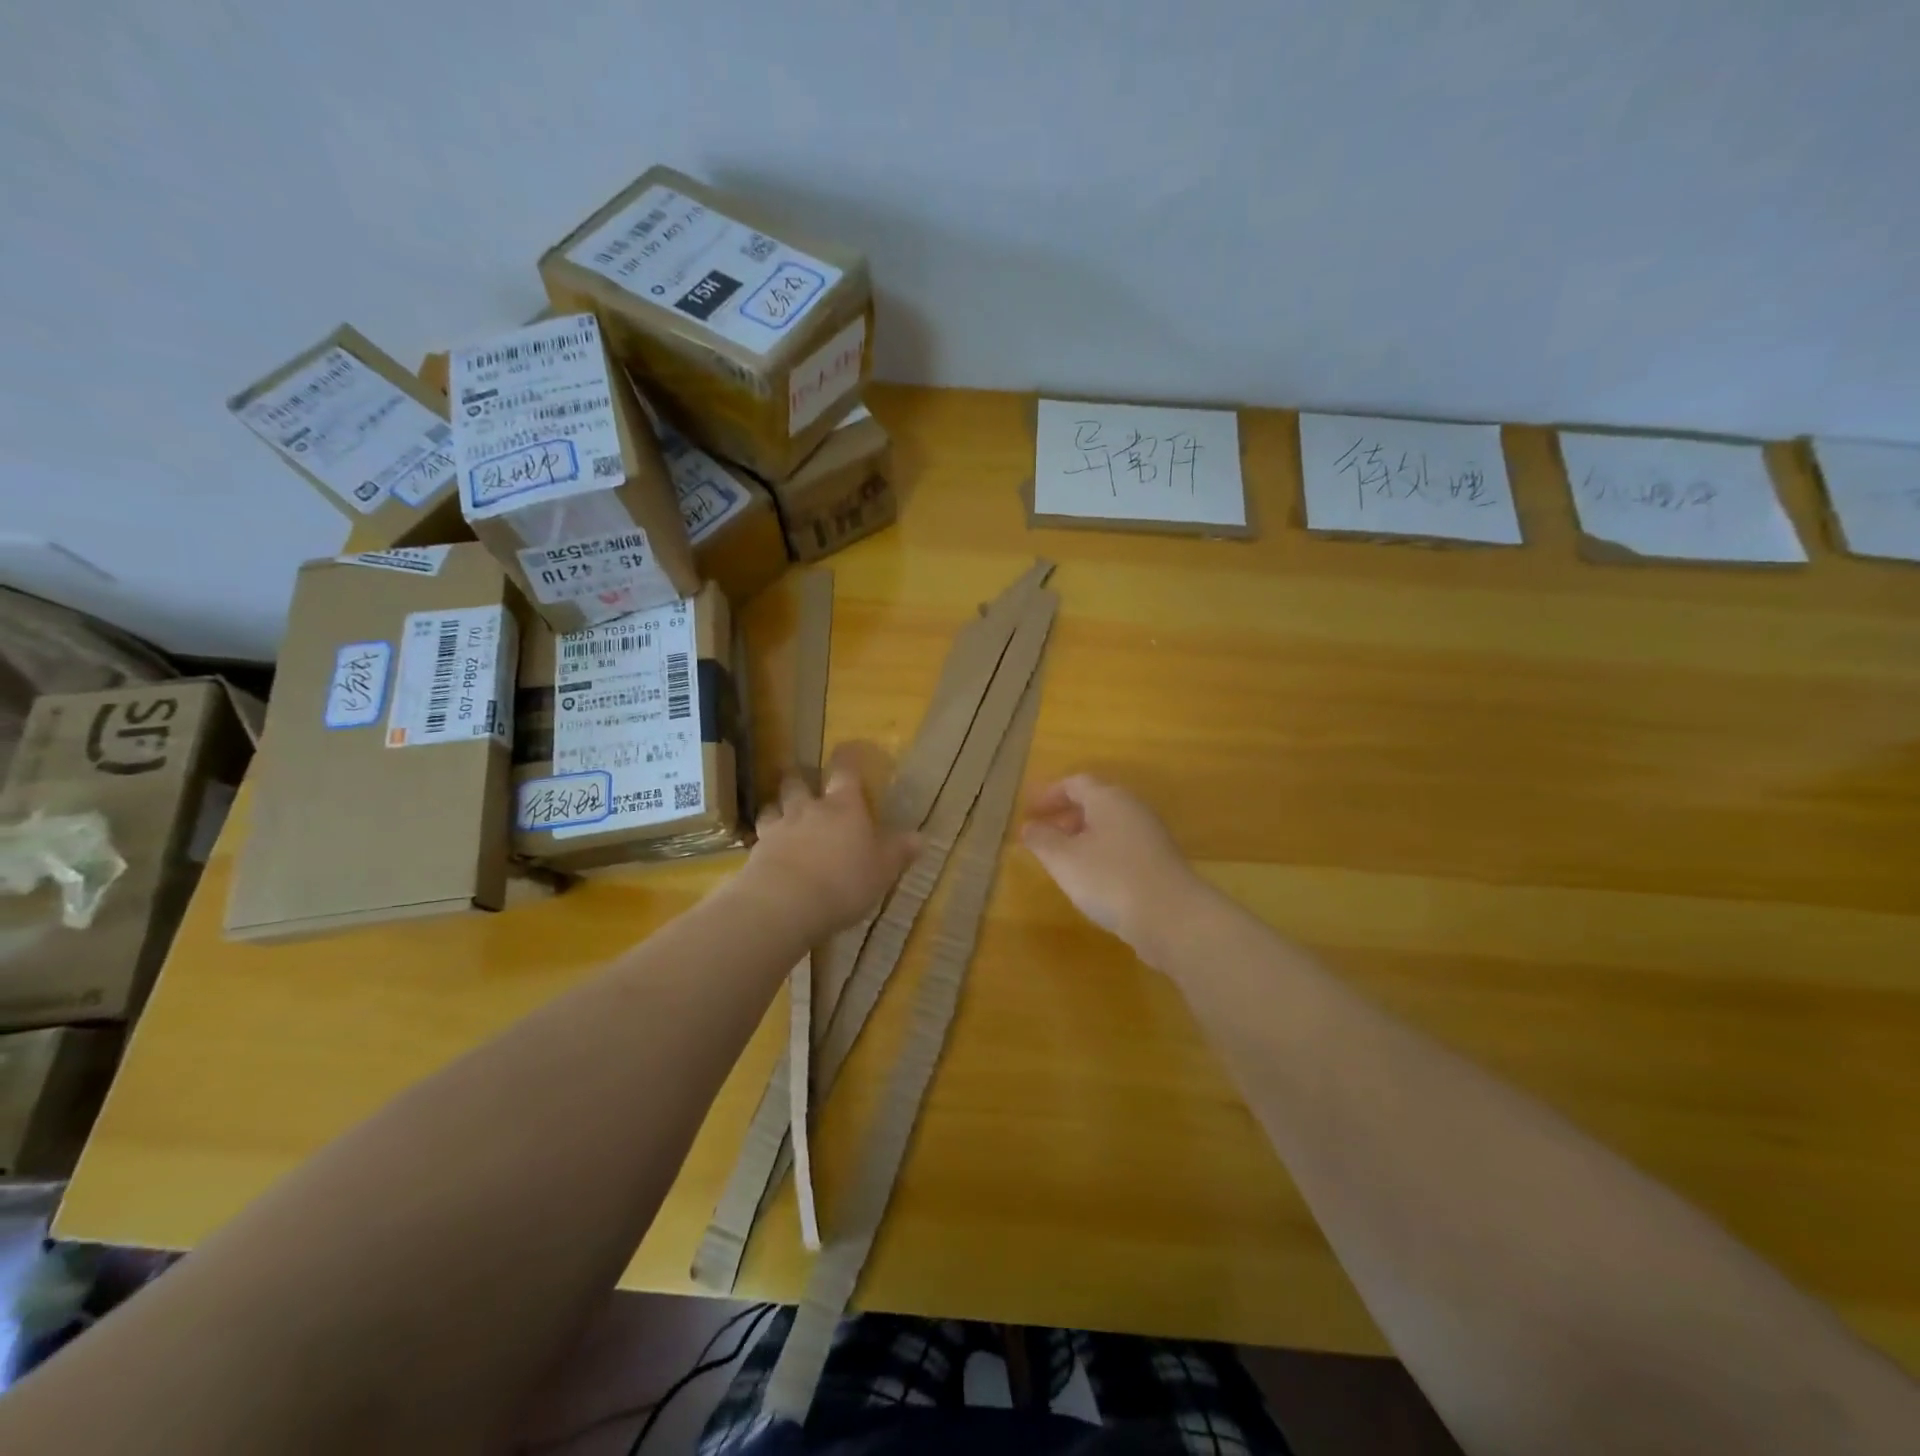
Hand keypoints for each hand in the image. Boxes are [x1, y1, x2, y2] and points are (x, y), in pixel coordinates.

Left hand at [743, 743, 918, 936]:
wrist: (785, 902)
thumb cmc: (844, 881)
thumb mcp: (883, 870)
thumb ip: (898, 852)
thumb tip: (919, 837)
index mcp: (844, 807)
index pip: (845, 772)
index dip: (846, 759)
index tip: (845, 750)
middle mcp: (809, 809)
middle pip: (799, 783)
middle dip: (800, 779)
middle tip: (803, 780)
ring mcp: (779, 828)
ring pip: (773, 806)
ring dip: (777, 806)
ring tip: (780, 812)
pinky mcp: (756, 851)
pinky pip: (758, 836)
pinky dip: (763, 838)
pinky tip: (766, 848)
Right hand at [1021, 775, 1202, 961]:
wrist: (1173, 918)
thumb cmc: (1110, 879)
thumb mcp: (1064, 859)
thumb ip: (1042, 839)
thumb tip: (1029, 826)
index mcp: (1109, 798)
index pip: (1075, 783)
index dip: (1049, 795)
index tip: (1029, 812)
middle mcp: (1132, 809)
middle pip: (1095, 801)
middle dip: (1066, 815)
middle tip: (1043, 835)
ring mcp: (1150, 835)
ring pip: (1110, 825)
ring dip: (1083, 836)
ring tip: (1062, 859)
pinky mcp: (1160, 862)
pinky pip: (1122, 846)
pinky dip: (1101, 853)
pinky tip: (1092, 879)